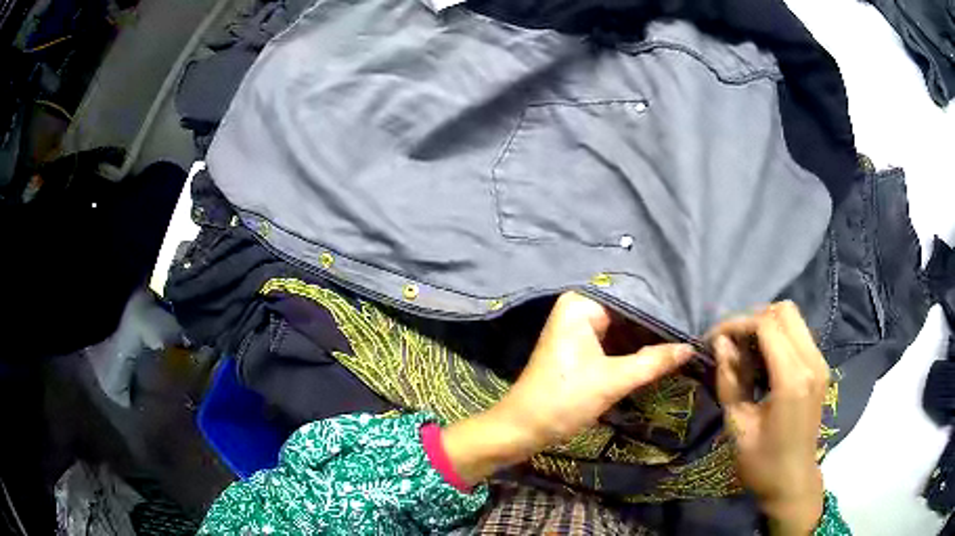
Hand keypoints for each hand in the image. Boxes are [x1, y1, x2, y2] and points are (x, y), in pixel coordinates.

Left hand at [442, 292, 692, 484]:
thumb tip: (691, 348)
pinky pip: (614, 340)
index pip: (632, 296)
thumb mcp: (614, 381)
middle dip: (657, 324)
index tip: (692, 316)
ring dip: (647, 338)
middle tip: (693, 329)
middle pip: (628, 311)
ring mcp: (579, 327)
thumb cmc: (564, 400)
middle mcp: (580, 307)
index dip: (663, 308)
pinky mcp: (580, 346)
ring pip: (623, 327)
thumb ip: (654, 362)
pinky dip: (633, 348)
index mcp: (582, 304)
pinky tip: (661, 351)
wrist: (523, 428)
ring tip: (685, 338)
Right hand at [710, 302, 827, 535]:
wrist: (793, 482)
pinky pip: (799, 334)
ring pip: (793, 318)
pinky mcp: (820, 368)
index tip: (713, 339)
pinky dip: (778, 336)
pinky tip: (762, 361)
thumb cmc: (762, 463)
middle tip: (730, 343)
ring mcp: (820, 363)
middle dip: (753, 319)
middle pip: (784, 311)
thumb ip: (730, 381)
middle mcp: (812, 362)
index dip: (736, 324)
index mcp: (792, 379)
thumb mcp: (738, 426)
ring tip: (744, 352)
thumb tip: (720, 344)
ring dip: (766, 326)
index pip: (766, 325)